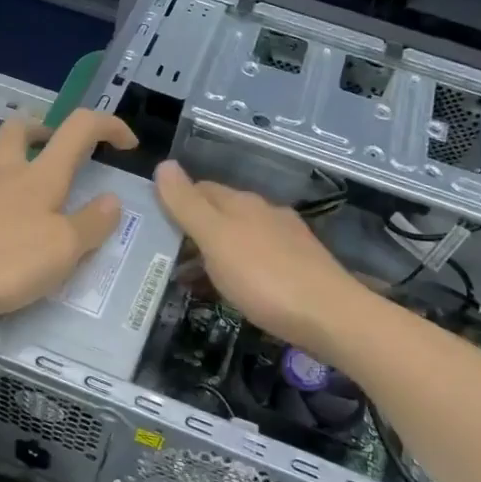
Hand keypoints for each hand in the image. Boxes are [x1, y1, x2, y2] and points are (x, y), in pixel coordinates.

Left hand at [0, 110, 137, 318]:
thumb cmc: (6, 260)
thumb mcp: (64, 248)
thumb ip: (92, 223)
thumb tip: (112, 200)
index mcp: (41, 175)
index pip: (79, 127)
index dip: (108, 125)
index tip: (128, 145)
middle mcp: (8, 175)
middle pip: (21, 130)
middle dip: (46, 130)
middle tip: (64, 151)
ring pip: (4, 165)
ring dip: (28, 172)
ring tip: (50, 211)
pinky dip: (12, 207)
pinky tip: (18, 240)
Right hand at [154, 160, 372, 364]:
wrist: (331, 317)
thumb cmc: (264, 277)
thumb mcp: (216, 239)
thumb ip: (187, 204)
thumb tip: (164, 164)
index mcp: (241, 203)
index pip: (199, 188)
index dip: (174, 201)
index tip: (149, 223)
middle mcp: (264, 213)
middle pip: (219, 213)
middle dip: (191, 229)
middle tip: (161, 256)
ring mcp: (285, 240)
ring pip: (238, 237)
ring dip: (211, 252)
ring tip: (188, 278)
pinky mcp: (299, 266)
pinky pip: (255, 259)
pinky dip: (234, 269)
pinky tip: (231, 290)